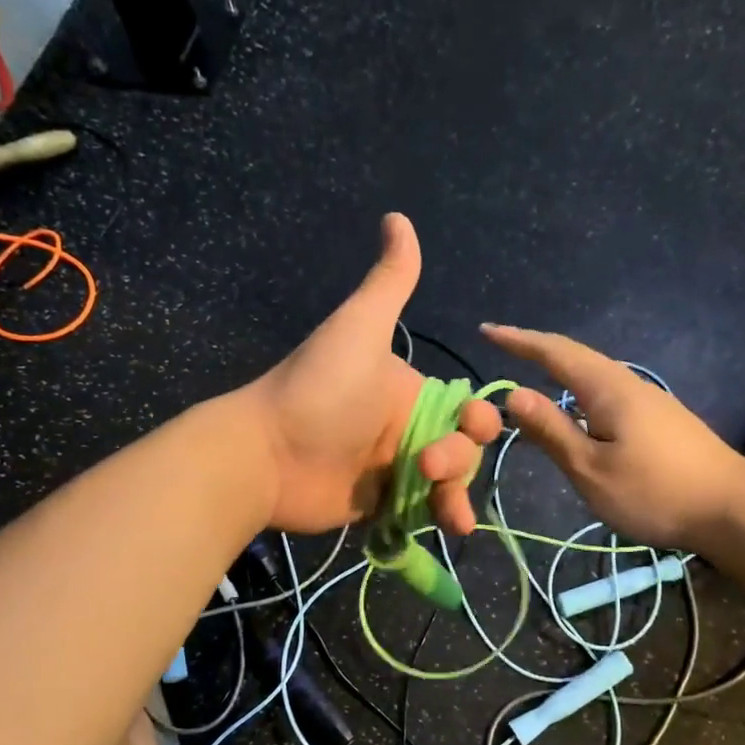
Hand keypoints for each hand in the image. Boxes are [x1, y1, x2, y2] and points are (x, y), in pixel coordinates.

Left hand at [243, 214, 501, 534]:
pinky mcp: (378, 506)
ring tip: (450, 515)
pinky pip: (421, 512)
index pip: (464, 408)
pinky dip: (439, 519)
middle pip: (462, 449)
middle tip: (428, 466)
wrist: (266, 453)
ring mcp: (392, 471)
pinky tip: (450, 527)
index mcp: (409, 392)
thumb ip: (388, 281)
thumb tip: (398, 217)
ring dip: (457, 496)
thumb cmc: (320, 390)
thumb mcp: (360, 328)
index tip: (471, 426)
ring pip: (447, 485)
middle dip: (460, 459)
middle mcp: (405, 430)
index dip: (477, 420)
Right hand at [481, 324, 744, 550]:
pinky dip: (577, 392)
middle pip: (575, 357)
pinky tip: (574, 411)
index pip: (554, 352)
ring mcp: (648, 401)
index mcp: (607, 389)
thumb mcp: (591, 468)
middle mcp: (628, 384)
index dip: (518, 341)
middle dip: (536, 349)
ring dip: (558, 370)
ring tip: (530, 373)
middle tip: (502, 345)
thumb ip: (552, 431)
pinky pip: (606, 394)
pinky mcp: (659, 420)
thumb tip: (513, 394)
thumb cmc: (655, 491)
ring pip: (593, 375)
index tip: (486, 330)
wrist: (733, 508)